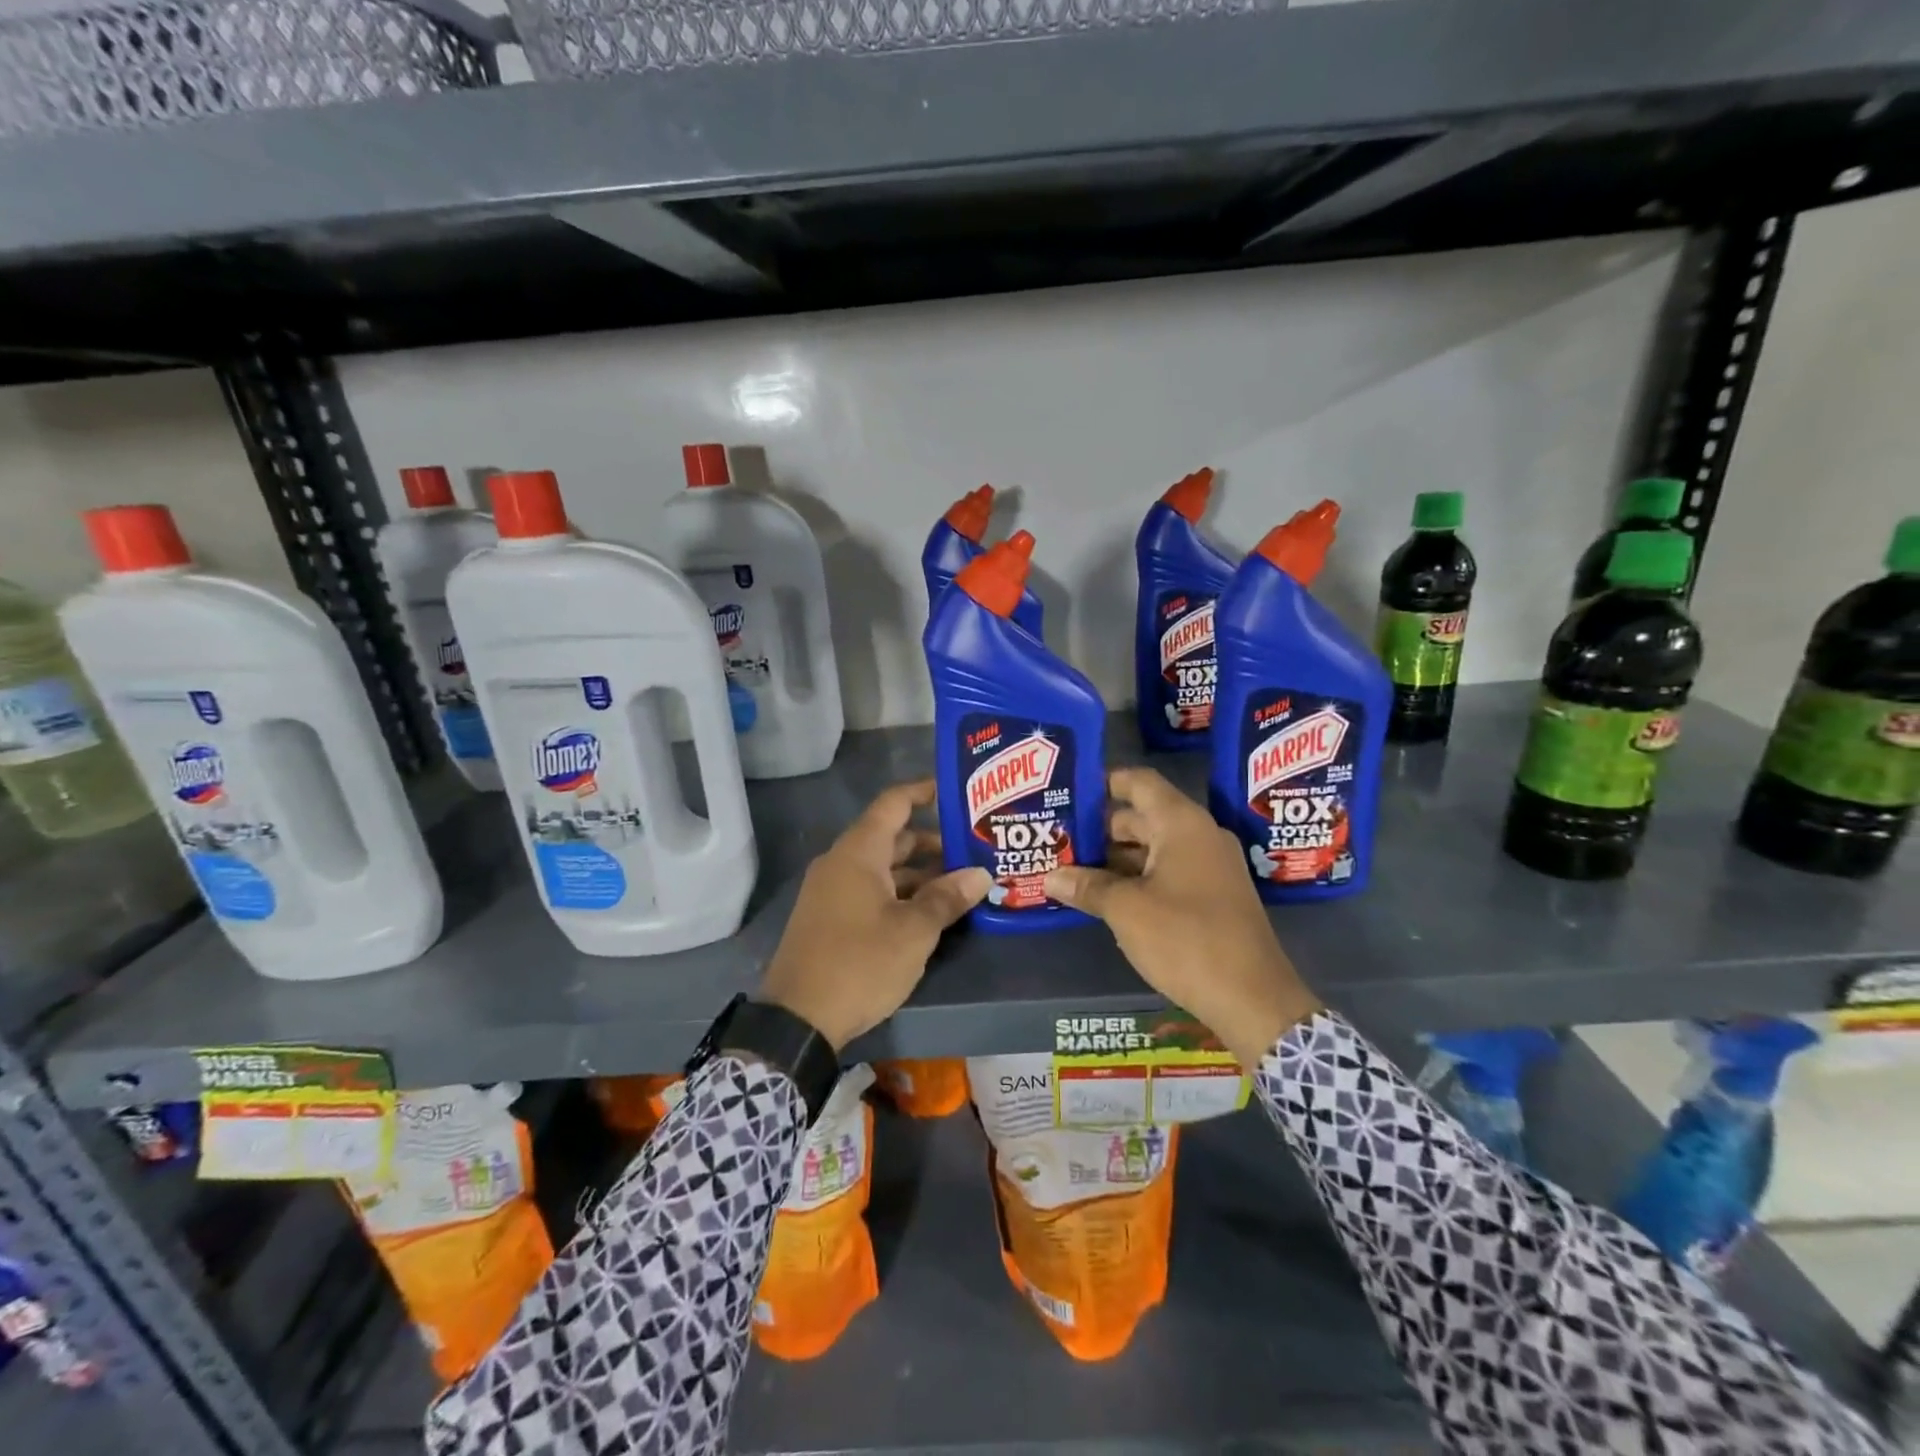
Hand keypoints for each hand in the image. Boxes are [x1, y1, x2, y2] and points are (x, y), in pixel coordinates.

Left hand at [757, 779, 990, 1050]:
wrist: (798, 1019)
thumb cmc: (860, 963)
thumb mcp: (913, 931)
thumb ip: (947, 898)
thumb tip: (981, 874)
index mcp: (858, 853)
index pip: (893, 803)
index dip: (924, 792)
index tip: (955, 791)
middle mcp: (841, 863)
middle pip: (892, 838)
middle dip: (933, 843)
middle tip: (974, 849)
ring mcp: (832, 891)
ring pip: (883, 868)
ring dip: (920, 873)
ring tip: (962, 884)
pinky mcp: (830, 918)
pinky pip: (871, 890)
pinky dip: (901, 893)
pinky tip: (930, 912)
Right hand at [1045, 767, 1320, 1068]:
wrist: (1253, 999)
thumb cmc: (1186, 939)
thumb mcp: (1126, 910)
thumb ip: (1087, 887)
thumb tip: (1051, 877)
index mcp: (1182, 824)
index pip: (1139, 782)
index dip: (1103, 783)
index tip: (1069, 793)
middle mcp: (1199, 836)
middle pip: (1143, 816)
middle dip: (1100, 828)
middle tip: (1059, 839)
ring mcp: (1210, 867)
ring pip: (1154, 848)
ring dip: (1116, 858)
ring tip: (1072, 869)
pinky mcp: (1213, 896)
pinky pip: (1167, 872)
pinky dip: (1137, 878)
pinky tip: (1105, 896)